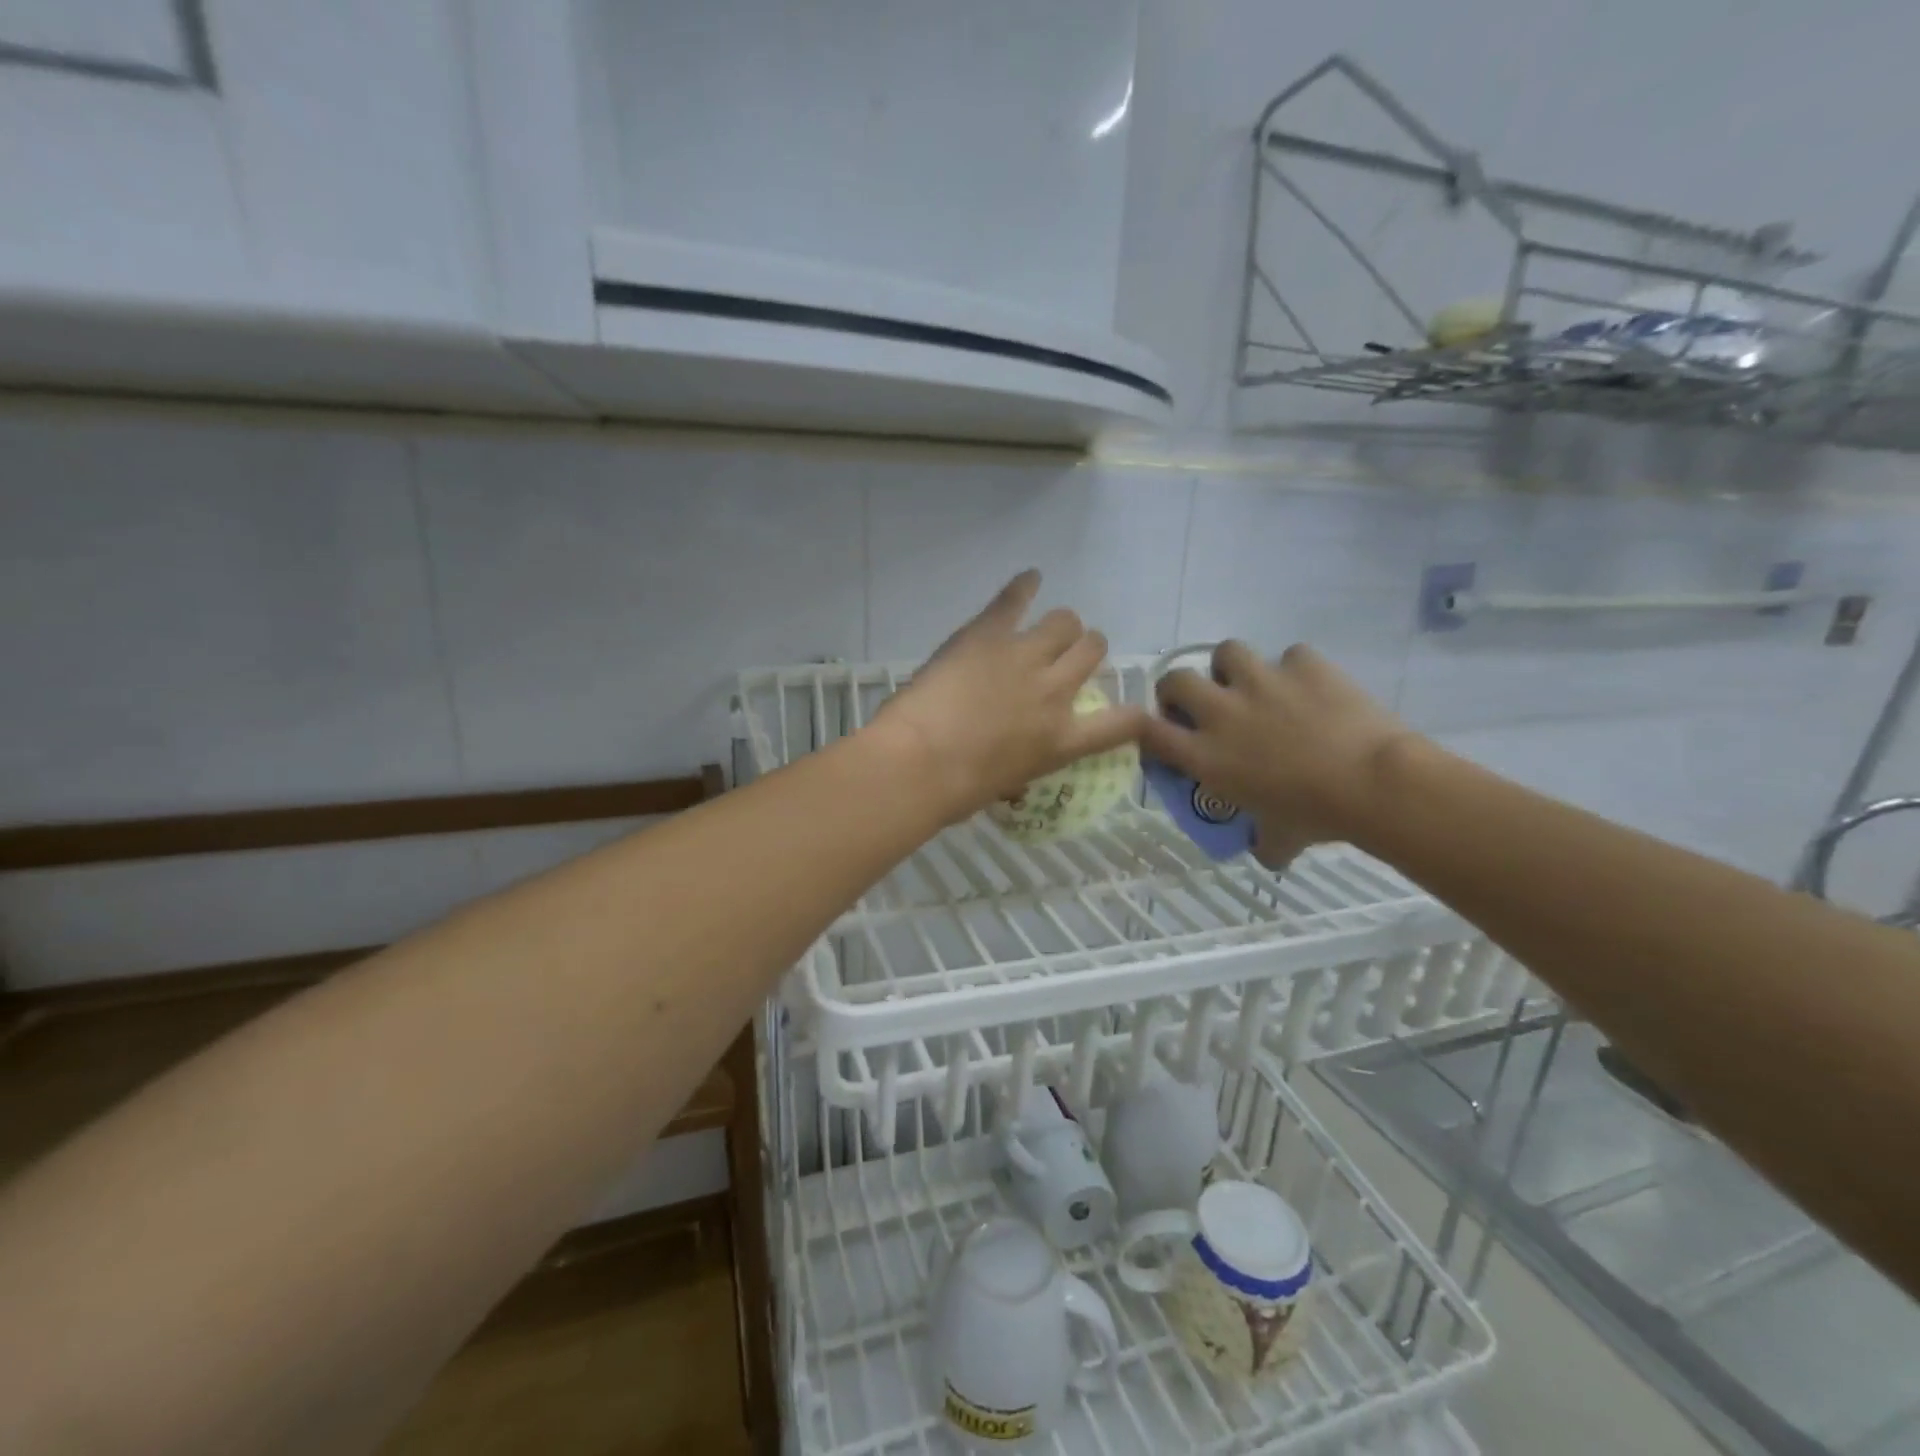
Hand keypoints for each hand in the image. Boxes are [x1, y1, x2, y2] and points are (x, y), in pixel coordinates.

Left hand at [871, 571, 1148, 825]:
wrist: (920, 763)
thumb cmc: (956, 791)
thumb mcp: (1006, 782)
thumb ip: (1023, 759)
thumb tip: (1011, 755)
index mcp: (1062, 740)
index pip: (1122, 723)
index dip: (1135, 715)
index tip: (1132, 711)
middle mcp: (1055, 692)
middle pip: (1092, 650)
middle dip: (1085, 650)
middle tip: (1067, 657)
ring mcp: (1024, 657)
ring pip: (1065, 621)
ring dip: (1060, 626)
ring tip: (1047, 630)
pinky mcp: (989, 633)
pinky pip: (1015, 599)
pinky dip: (1024, 586)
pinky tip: (1030, 578)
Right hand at [1140, 642, 1412, 865]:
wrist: (1374, 783)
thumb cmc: (1317, 817)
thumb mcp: (1279, 838)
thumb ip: (1264, 842)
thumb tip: (1268, 854)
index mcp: (1207, 756)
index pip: (1150, 732)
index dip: (1148, 729)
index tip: (1162, 734)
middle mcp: (1222, 712)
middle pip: (1176, 680)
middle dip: (1181, 689)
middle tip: (1201, 704)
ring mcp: (1261, 681)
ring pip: (1227, 651)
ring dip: (1233, 667)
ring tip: (1254, 684)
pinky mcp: (1303, 663)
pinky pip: (1291, 655)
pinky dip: (1297, 669)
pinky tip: (1312, 687)